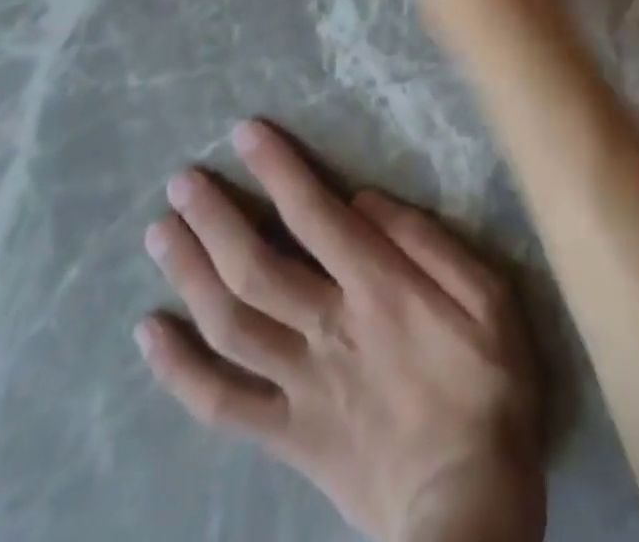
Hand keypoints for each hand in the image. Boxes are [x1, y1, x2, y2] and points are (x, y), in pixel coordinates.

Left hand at [137, 120, 544, 541]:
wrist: (471, 509)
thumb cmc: (489, 387)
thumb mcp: (489, 297)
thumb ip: (429, 242)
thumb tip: (366, 200)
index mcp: (378, 288)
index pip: (314, 214)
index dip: (278, 169)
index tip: (245, 134)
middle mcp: (328, 328)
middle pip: (256, 265)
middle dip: (215, 218)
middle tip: (182, 182)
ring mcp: (300, 385)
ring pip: (229, 323)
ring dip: (190, 274)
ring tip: (160, 234)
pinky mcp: (288, 436)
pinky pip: (221, 403)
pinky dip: (178, 369)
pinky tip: (149, 334)